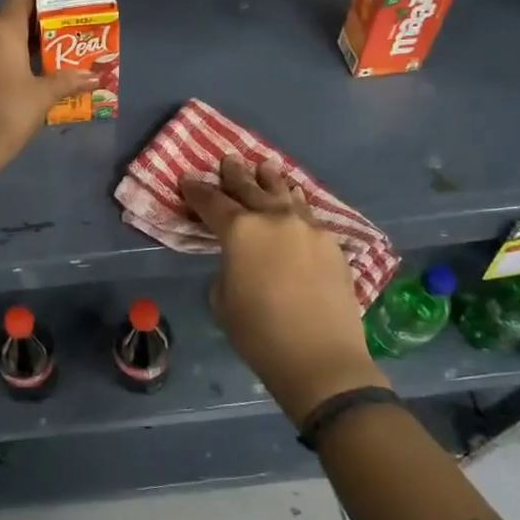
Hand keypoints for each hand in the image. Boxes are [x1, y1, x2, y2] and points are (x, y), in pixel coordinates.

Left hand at [0, 0, 95, 209]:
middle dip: (37, 27)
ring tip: (49, 58)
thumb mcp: (44, 94)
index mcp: (2, 29)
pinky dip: (6, 60)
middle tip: (64, 37)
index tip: (63, 7)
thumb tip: (95, 77)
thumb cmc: (11, 110)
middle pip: (11, 19)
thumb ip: (69, 80)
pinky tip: (25, 76)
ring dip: (21, 46)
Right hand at [182, 155, 387, 425]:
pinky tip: (296, 198)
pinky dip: (297, 202)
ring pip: (285, 194)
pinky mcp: (331, 244)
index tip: (188, 179)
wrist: (321, 359)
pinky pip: (308, 213)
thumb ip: (228, 266)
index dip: (197, 190)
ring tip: (265, 166)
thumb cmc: (259, 333)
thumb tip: (241, 258)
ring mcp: (307, 228)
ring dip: (271, 180)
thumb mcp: (223, 298)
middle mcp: (274, 218)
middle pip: (250, 188)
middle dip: (236, 174)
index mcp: (240, 230)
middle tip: (228, 159)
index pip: (212, 202)